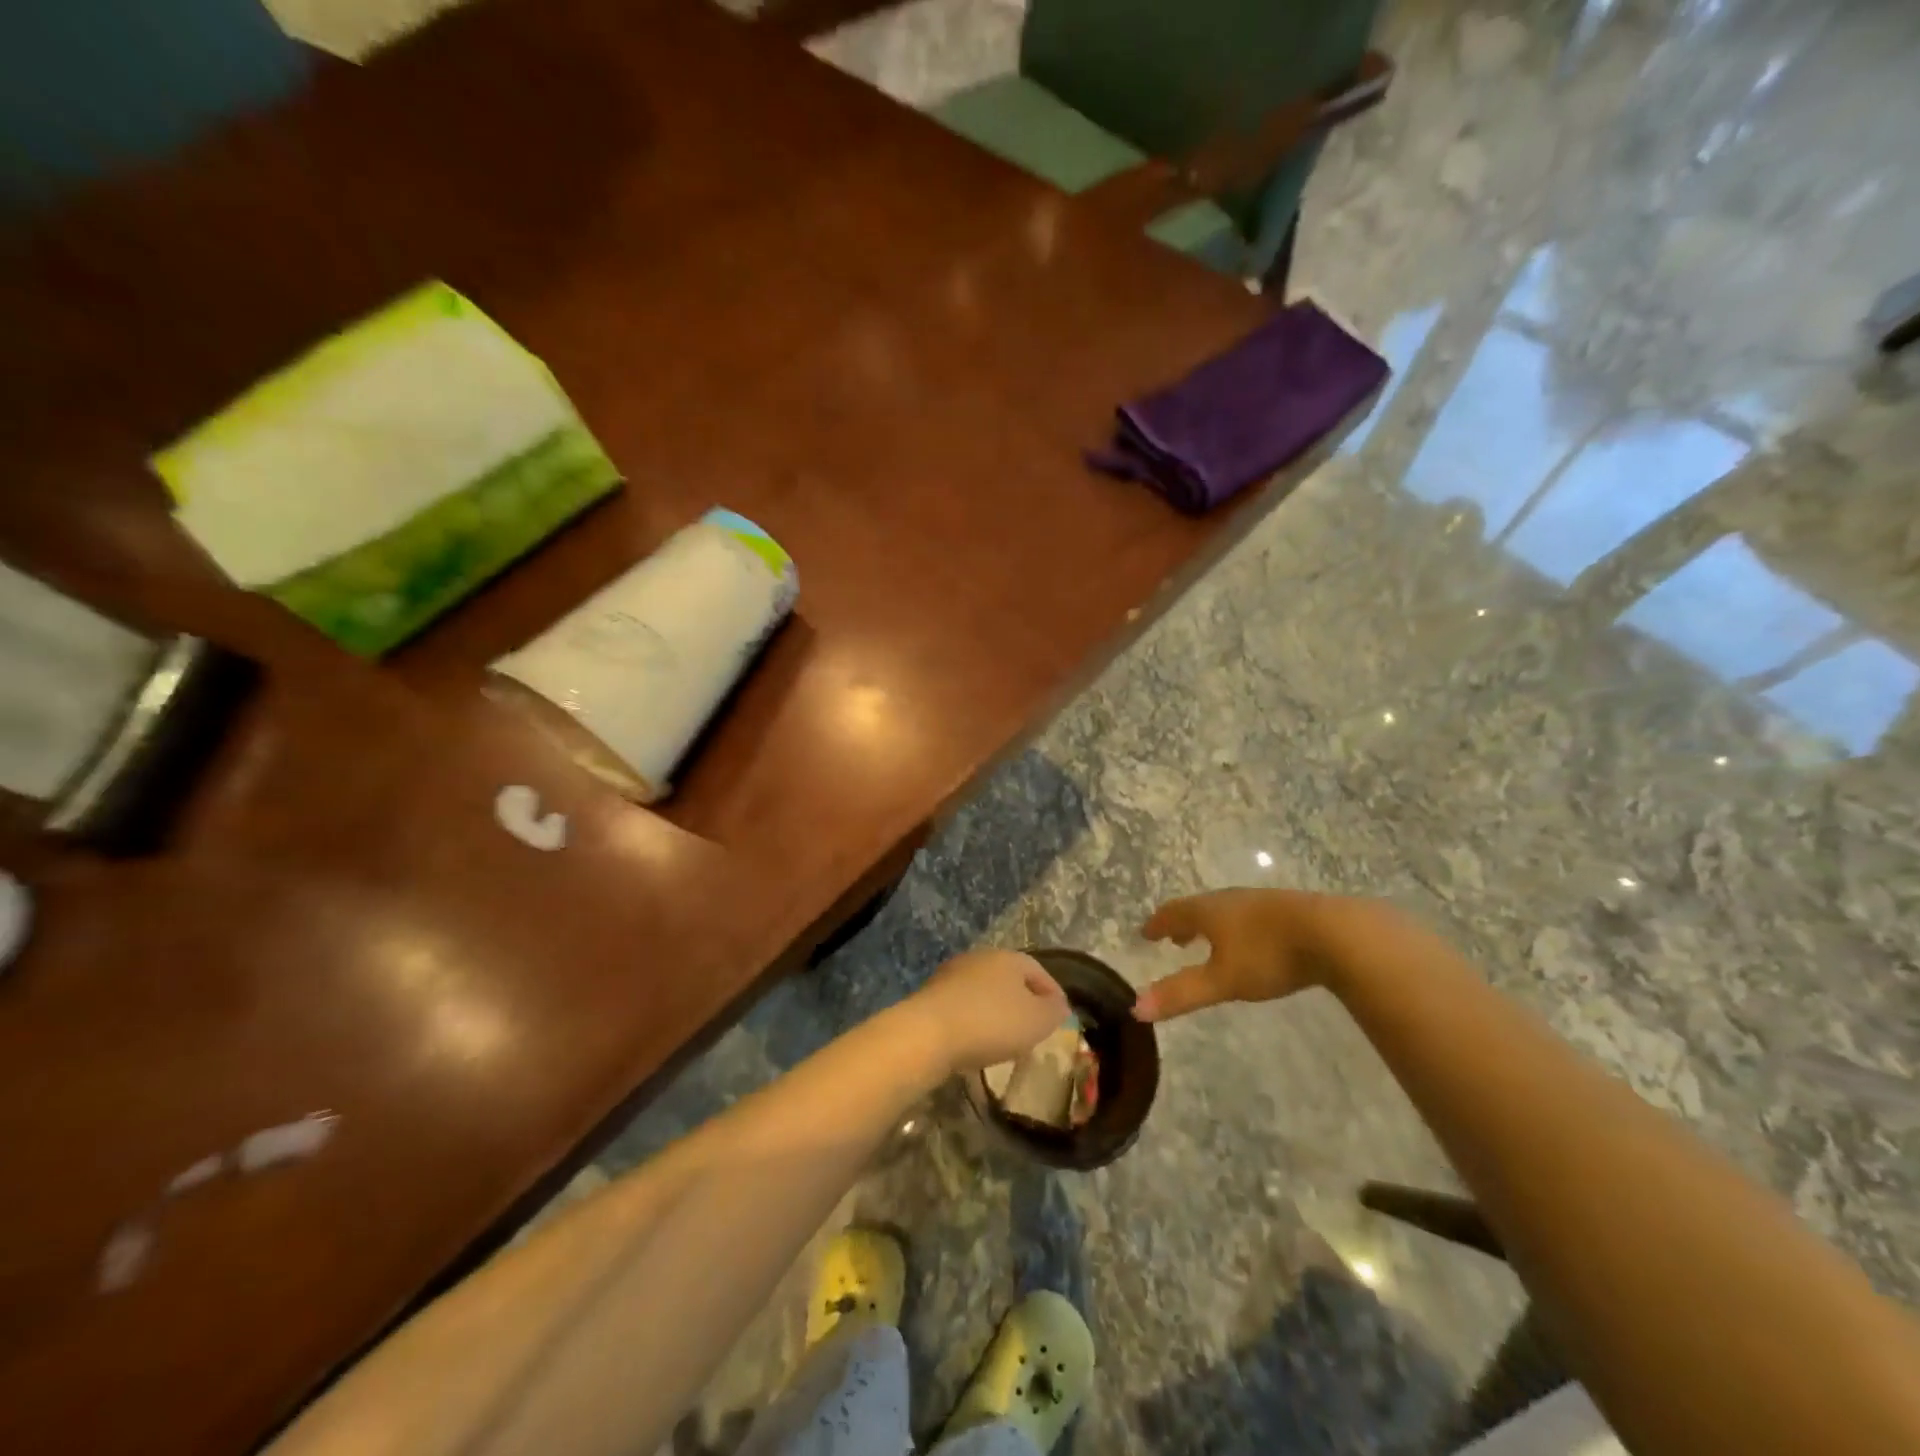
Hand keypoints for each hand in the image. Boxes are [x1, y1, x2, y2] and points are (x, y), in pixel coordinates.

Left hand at [903, 950, 1070, 1075]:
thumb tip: (1059, 1004)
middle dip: (1023, 1000)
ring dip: (997, 1010)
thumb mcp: (1036, 1020)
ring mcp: (952, 974)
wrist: (928, 1033)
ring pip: (984, 990)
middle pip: (1009, 977)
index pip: (1038, 970)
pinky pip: (963, 1006)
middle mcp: (979, 957)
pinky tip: (976, 1040)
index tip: (1061, 1015)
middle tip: (1034, 1027)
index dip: (1053, 992)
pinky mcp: (931, 995)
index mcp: (1008, 957)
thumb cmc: (991, 1023)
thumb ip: (1053, 1010)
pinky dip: (975, 1020)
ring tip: (1005, 1038)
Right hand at [1134, 889, 1342, 1022]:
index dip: (1158, 924)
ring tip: (1208, 940)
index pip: (1174, 913)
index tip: (1146, 932)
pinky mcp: (1290, 910)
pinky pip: (1251, 916)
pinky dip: (1238, 927)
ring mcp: (1263, 902)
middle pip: (1199, 908)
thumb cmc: (1269, 955)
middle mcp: (1231, 900)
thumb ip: (1181, 993)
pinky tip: (1252, 941)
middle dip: (1184, 923)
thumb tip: (1136, 1008)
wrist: (1335, 934)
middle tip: (1174, 938)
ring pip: (1227, 910)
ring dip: (1212, 924)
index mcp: (1209, 911)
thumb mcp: (1222, 980)